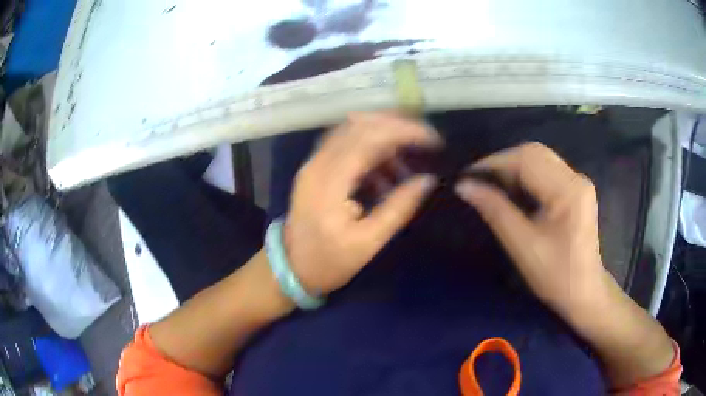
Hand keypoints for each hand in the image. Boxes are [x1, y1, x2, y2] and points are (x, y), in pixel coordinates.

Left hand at [284, 113, 440, 294]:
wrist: (289, 268)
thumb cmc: (327, 262)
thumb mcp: (367, 243)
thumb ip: (398, 208)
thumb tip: (428, 180)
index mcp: (330, 182)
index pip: (369, 138)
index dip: (404, 131)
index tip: (433, 139)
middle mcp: (318, 163)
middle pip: (360, 124)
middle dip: (397, 125)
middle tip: (426, 139)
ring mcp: (314, 163)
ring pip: (352, 130)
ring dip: (384, 134)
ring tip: (410, 157)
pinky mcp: (316, 168)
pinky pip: (346, 144)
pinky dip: (371, 148)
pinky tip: (388, 169)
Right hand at [455, 143, 606, 316]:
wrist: (583, 291)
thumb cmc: (555, 275)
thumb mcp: (522, 246)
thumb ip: (495, 211)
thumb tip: (464, 186)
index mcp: (568, 191)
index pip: (527, 159)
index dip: (495, 162)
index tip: (469, 175)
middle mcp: (576, 178)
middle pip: (534, 153)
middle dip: (504, 162)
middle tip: (480, 181)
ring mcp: (578, 182)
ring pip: (540, 158)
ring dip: (514, 167)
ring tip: (493, 185)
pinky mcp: (576, 189)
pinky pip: (546, 170)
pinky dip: (526, 175)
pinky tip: (514, 190)